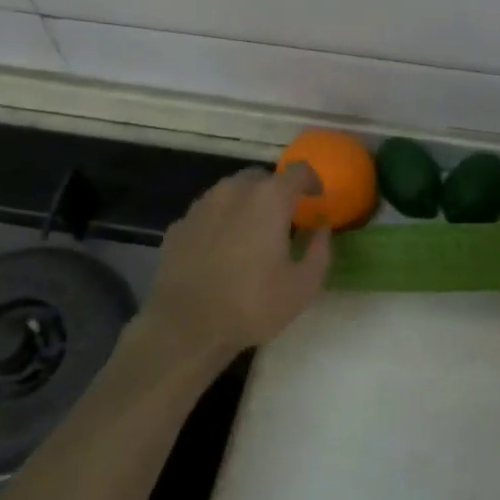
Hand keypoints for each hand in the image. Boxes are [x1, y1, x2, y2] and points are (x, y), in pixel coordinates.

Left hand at [138, 163, 331, 364]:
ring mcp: (201, 206)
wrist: (185, 328)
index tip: (316, 199)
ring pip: (230, 191)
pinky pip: (208, 213)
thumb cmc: (252, 305)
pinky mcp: (178, 226)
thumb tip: (321, 228)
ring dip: (246, 204)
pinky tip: (222, 250)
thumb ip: (320, 250)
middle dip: (276, 191)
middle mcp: (233, 191)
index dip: (312, 181)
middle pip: (261, 177)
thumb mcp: (304, 286)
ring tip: (252, 234)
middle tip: (284, 219)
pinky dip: (221, 222)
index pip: (298, 171)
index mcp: (269, 199)